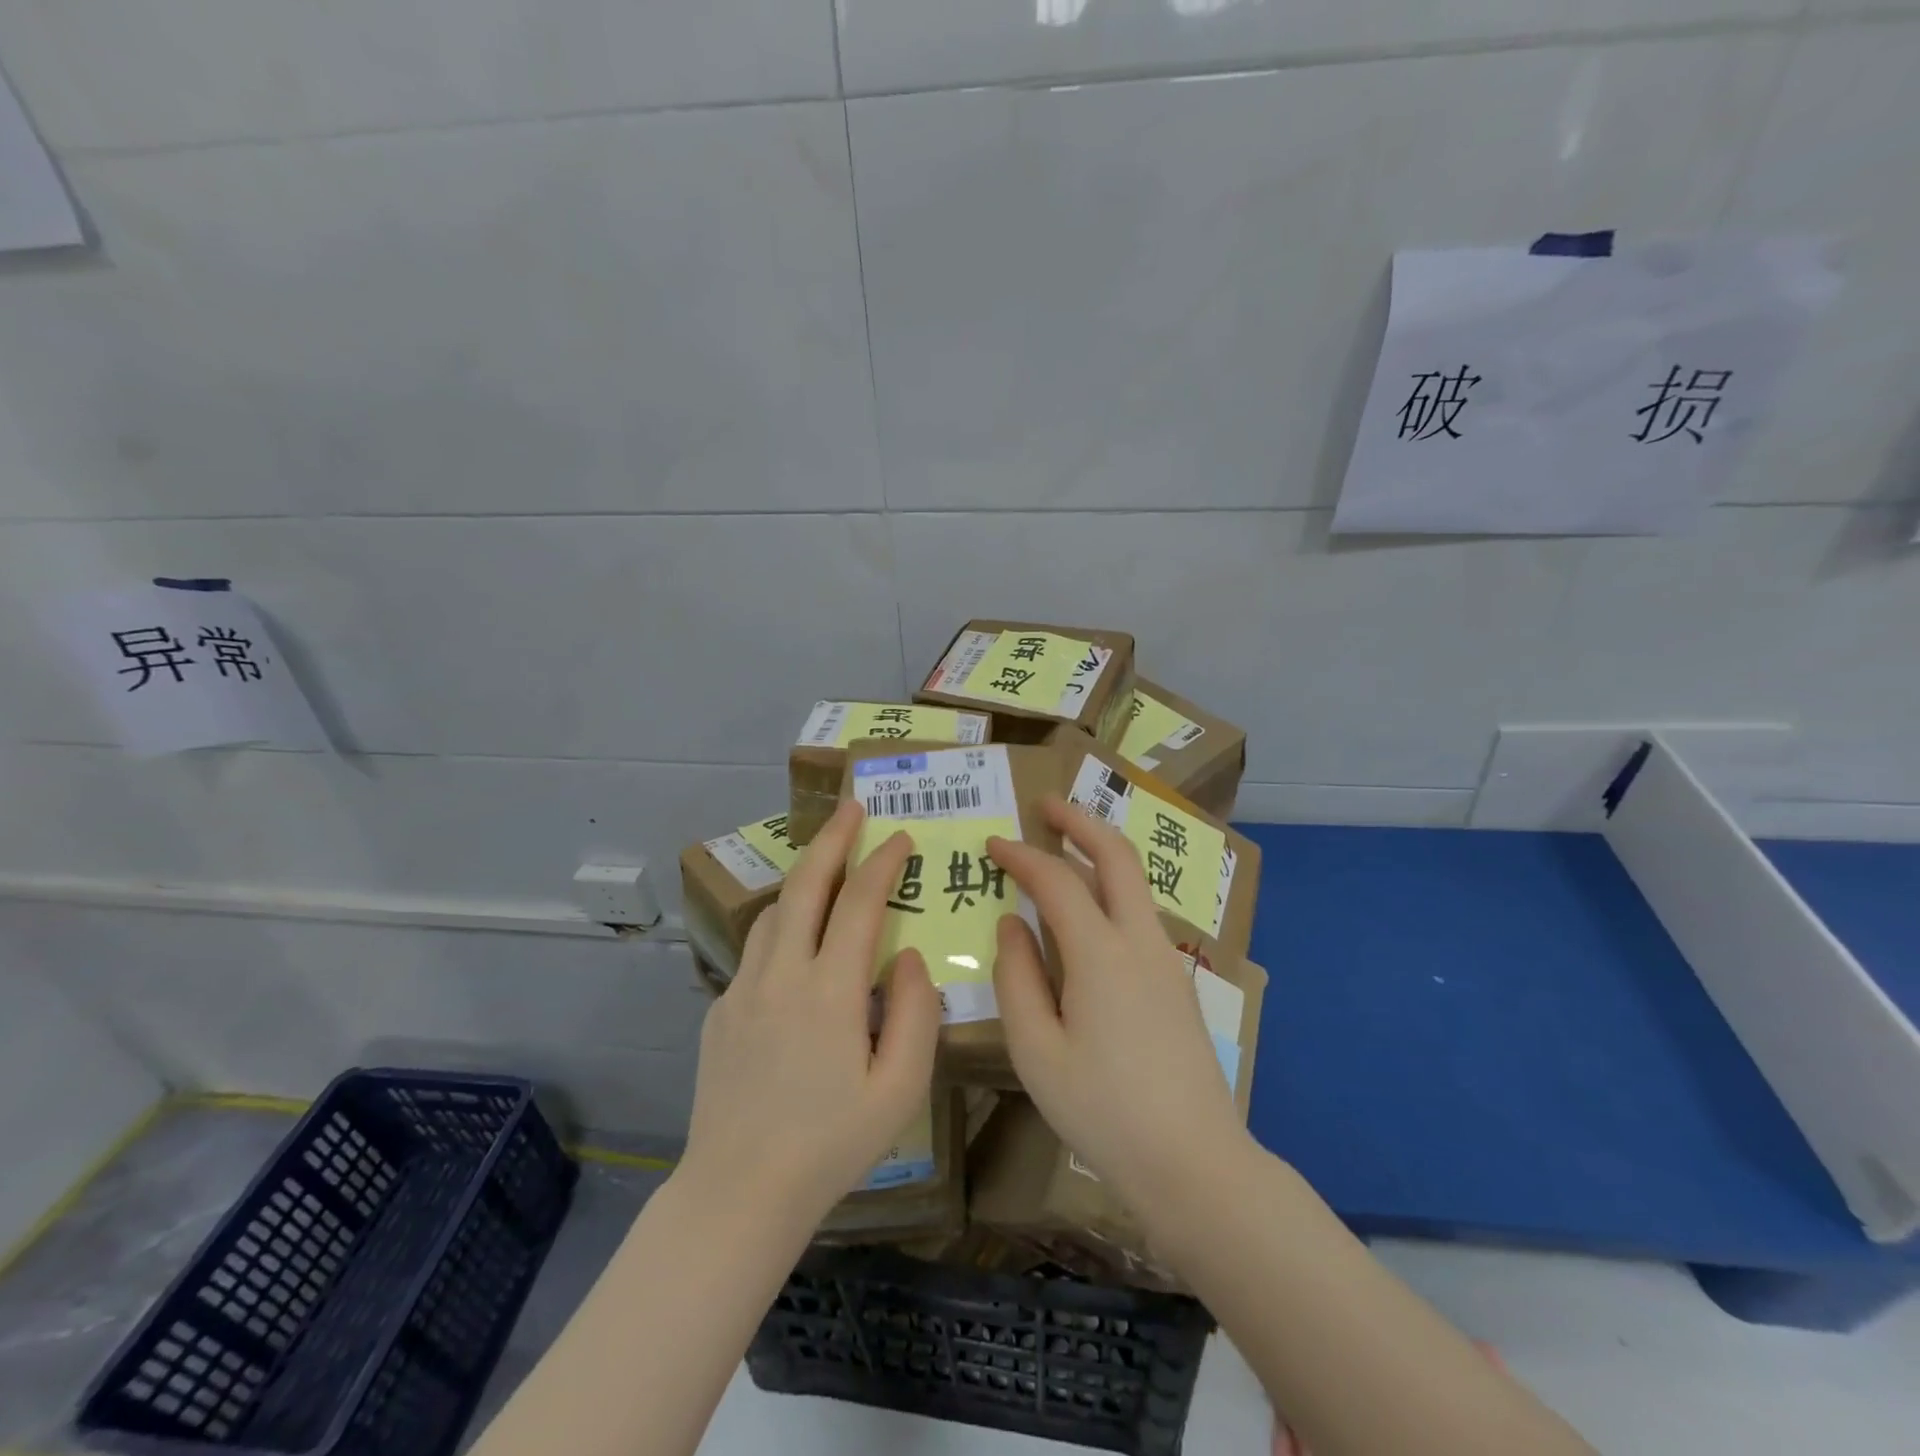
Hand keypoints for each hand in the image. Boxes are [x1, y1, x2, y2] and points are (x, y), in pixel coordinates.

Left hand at [678, 799, 940, 1227]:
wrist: (738, 1191)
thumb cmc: (831, 1145)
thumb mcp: (899, 1088)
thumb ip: (914, 1012)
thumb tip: (907, 956)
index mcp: (829, 990)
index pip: (860, 903)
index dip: (883, 862)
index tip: (900, 836)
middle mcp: (781, 974)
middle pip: (807, 885)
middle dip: (832, 839)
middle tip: (853, 807)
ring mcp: (742, 989)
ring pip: (775, 911)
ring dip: (804, 880)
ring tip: (828, 869)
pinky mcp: (720, 1009)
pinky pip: (757, 950)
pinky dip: (784, 927)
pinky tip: (798, 948)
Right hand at [988, 797, 1249, 1219]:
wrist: (1194, 1162)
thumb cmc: (1103, 1111)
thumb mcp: (1037, 1051)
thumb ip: (1018, 978)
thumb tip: (1012, 924)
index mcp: (1100, 954)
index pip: (1055, 881)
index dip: (1021, 856)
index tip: (992, 843)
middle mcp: (1139, 941)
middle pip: (1115, 856)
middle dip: (1079, 821)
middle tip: (1045, 805)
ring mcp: (1165, 958)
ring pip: (1134, 881)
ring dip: (1100, 850)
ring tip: (1064, 843)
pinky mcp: (1176, 980)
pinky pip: (1139, 912)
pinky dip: (1111, 887)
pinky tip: (1088, 909)